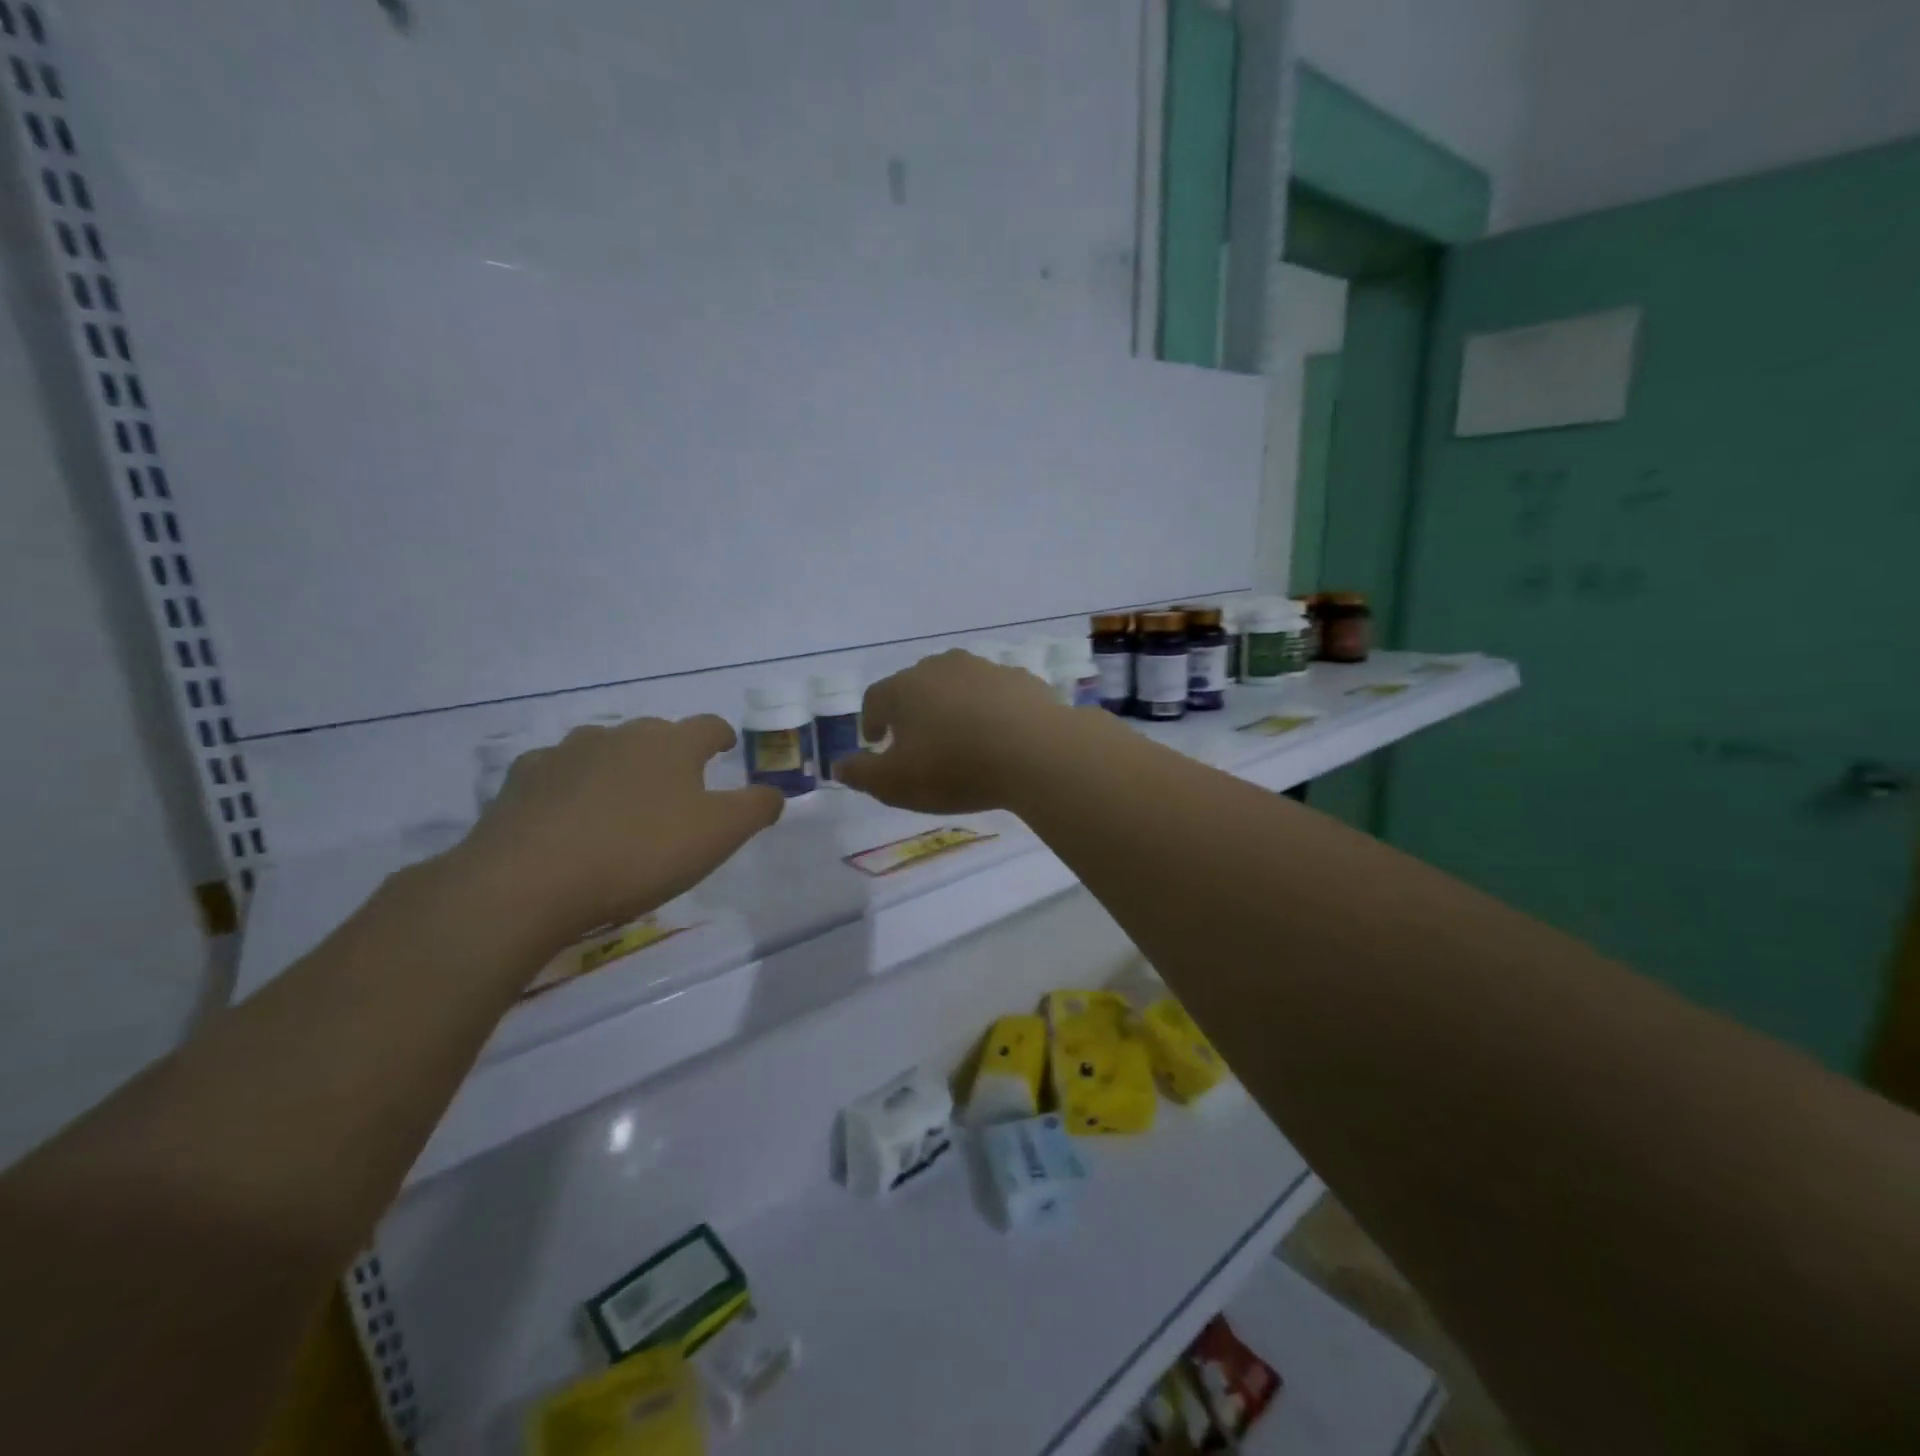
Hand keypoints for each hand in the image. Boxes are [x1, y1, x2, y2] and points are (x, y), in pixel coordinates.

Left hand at [449, 715, 783, 948]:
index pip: (708, 726)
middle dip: (670, 754)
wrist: (528, 881)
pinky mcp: (521, 779)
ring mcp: (565, 753)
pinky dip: (570, 787)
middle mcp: (619, 735)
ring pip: (604, 750)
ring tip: (621, 804)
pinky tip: (568, 818)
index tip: (725, 747)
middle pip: (655, 734)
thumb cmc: (639, 853)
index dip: (722, 736)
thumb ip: (755, 809)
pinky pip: (557, 774)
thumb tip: (774, 793)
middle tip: (676, 788)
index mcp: (671, 744)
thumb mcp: (719, 836)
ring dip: (618, 768)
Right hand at [835, 650, 1076, 812]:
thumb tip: (838, 766)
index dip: (872, 719)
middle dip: (911, 709)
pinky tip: (999, 734)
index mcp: (905, 687)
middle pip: (916, 684)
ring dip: (953, 706)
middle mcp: (941, 667)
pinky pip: (996, 693)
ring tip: (960, 736)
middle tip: (916, 739)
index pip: (876, 697)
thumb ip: (861, 775)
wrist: (1035, 752)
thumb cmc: (955, 768)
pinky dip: (990, 709)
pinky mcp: (1022, 680)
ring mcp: (985, 669)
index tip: (876, 741)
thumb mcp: (895, 784)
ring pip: (958, 684)